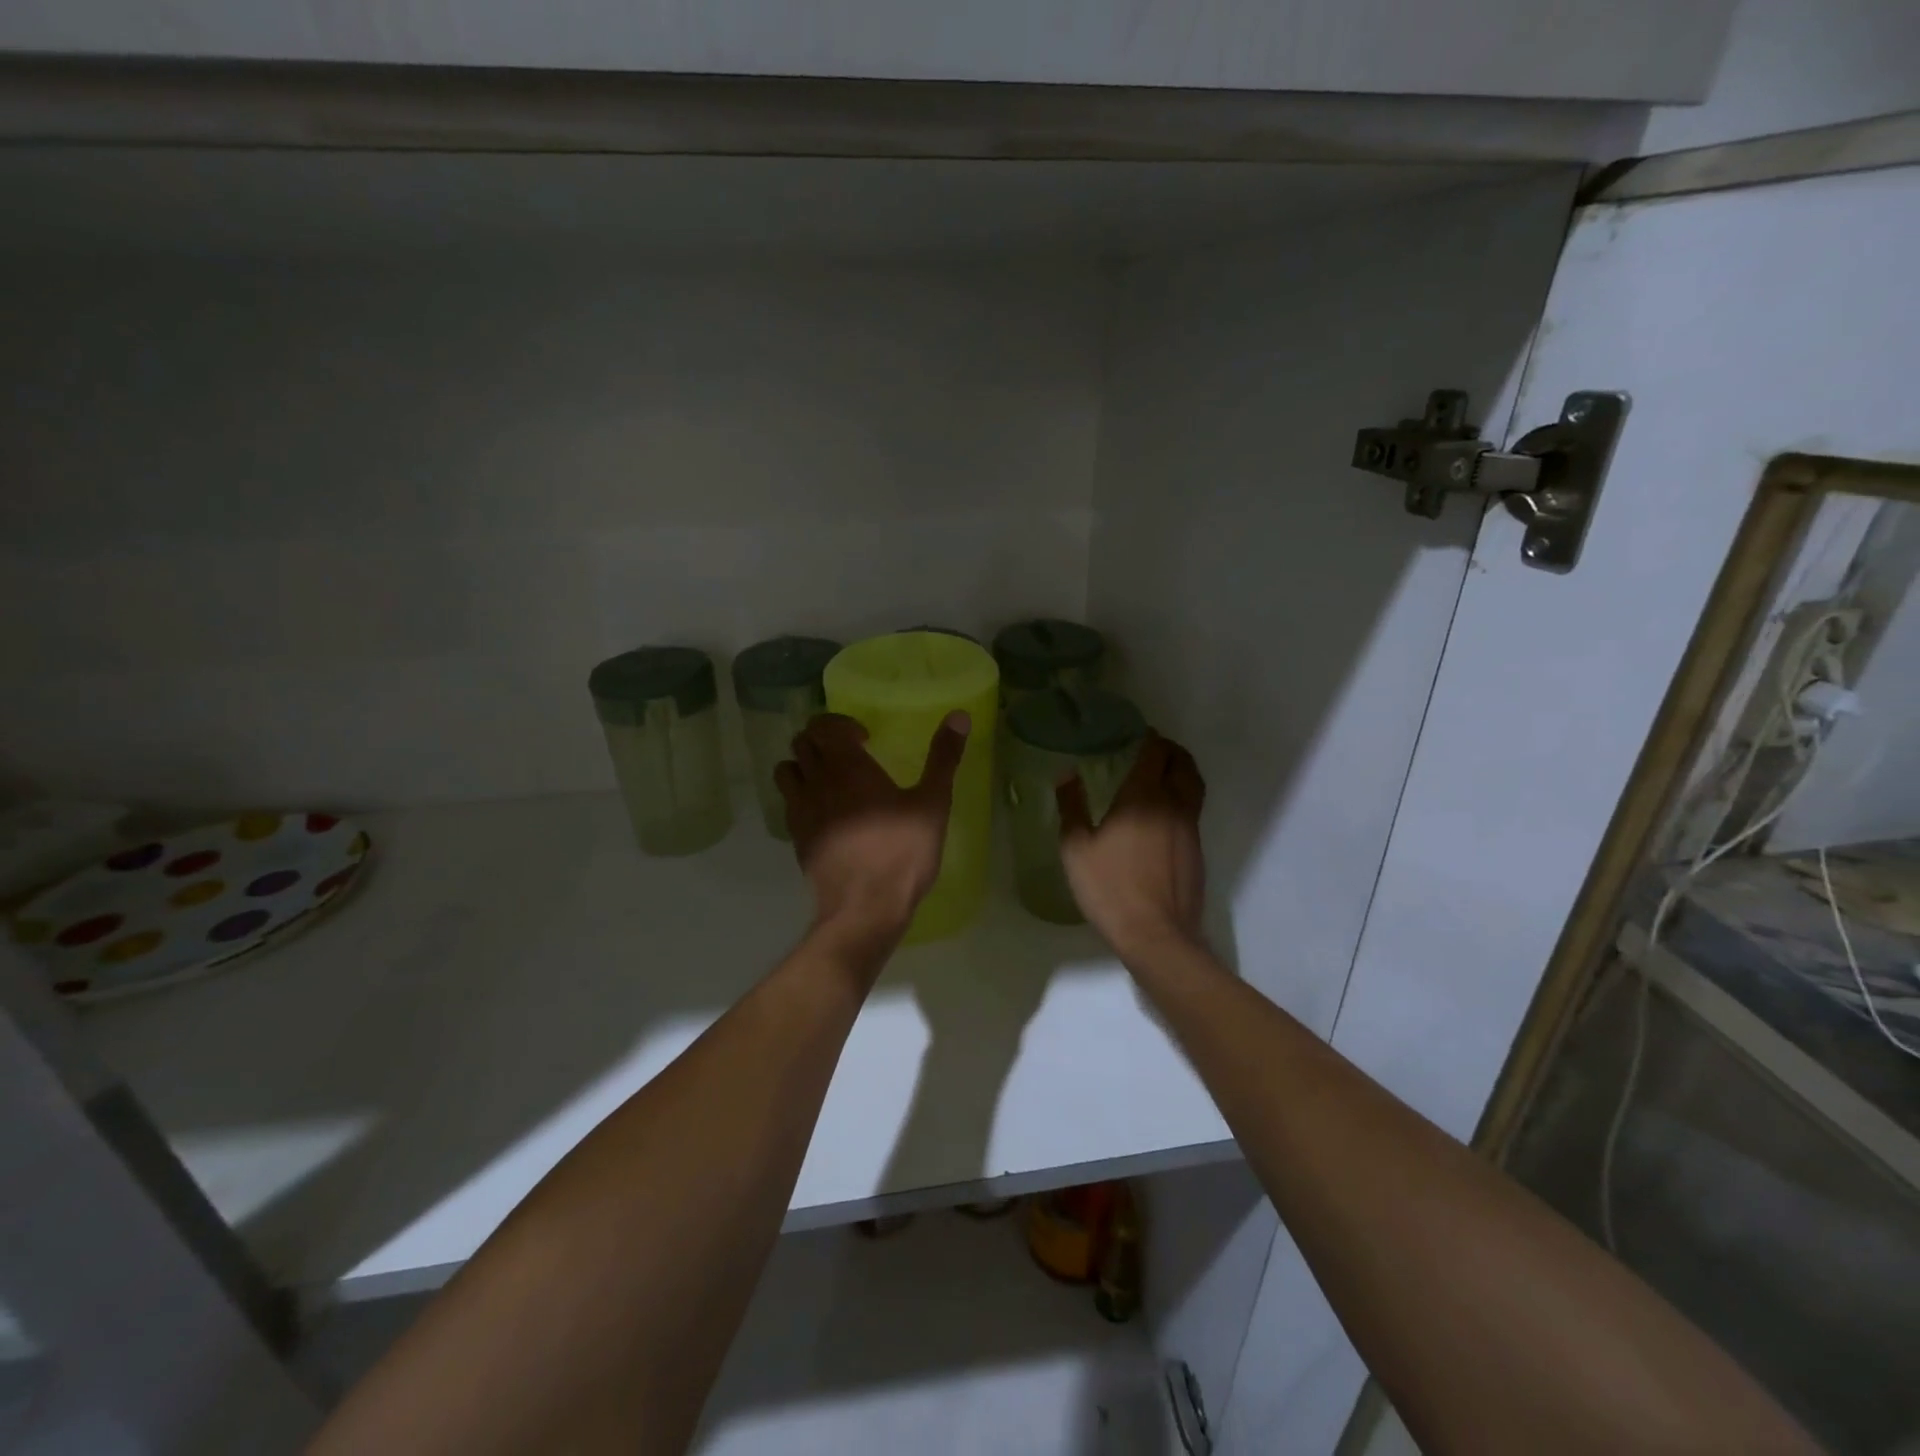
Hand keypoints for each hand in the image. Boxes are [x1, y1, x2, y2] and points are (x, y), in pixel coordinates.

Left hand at [776, 711, 970, 944]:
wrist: (864, 908)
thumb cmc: (902, 852)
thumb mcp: (932, 803)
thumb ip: (943, 757)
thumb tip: (959, 715)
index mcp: (847, 766)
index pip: (824, 725)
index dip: (841, 724)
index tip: (866, 739)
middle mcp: (816, 781)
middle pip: (802, 742)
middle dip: (823, 740)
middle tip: (850, 755)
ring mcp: (801, 811)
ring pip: (786, 770)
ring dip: (804, 765)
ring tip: (831, 779)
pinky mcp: (796, 838)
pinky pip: (788, 802)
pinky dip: (801, 796)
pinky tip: (826, 813)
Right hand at [1057, 732, 1206, 960]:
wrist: (1156, 935)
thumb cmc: (1109, 887)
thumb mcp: (1076, 848)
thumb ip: (1072, 807)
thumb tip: (1067, 775)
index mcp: (1143, 796)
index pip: (1155, 753)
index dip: (1149, 739)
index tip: (1139, 735)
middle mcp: (1173, 805)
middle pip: (1183, 764)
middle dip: (1171, 751)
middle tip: (1155, 750)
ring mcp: (1190, 829)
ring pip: (1194, 787)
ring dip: (1182, 773)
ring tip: (1164, 775)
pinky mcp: (1197, 851)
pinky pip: (1193, 812)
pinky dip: (1183, 800)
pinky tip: (1164, 816)